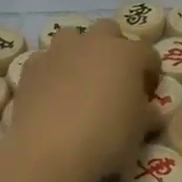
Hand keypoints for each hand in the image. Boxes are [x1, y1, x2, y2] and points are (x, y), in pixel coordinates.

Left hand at [7, 19, 156, 181]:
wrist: (49, 150)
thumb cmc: (106, 139)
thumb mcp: (139, 132)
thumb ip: (147, 113)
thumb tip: (150, 111)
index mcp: (127, 54)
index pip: (148, 53)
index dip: (150, 72)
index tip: (147, 94)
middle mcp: (93, 43)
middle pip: (109, 31)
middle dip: (114, 49)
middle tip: (114, 80)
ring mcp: (59, 51)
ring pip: (72, 37)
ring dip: (79, 52)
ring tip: (79, 82)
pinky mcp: (31, 67)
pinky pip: (45, 60)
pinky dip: (51, 71)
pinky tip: (51, 95)